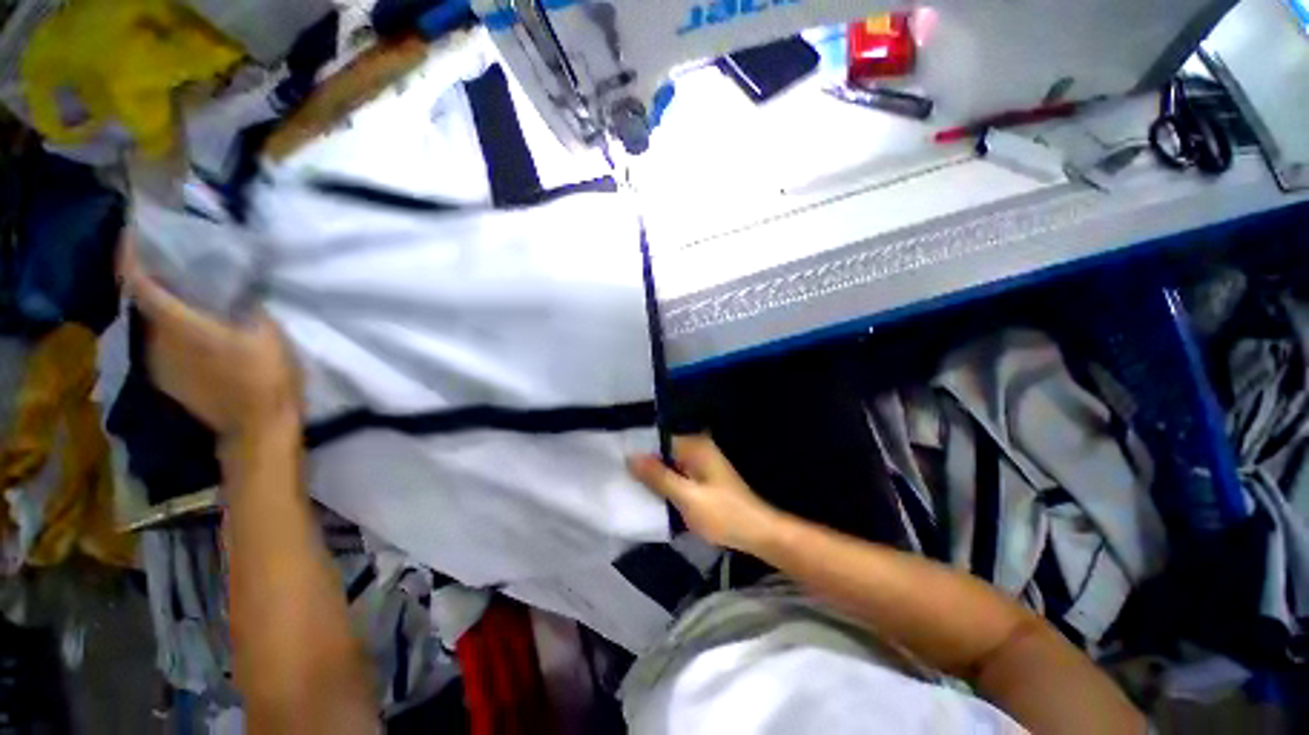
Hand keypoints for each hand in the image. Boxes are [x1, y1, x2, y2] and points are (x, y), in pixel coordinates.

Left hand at [118, 235, 300, 447]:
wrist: (257, 428)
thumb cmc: (267, 378)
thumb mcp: (270, 335)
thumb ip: (245, 308)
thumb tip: (236, 289)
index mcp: (182, 326)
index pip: (141, 284)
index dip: (131, 257)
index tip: (132, 233)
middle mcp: (160, 342)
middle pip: (143, 302)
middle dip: (151, 279)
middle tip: (171, 263)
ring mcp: (160, 364)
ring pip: (152, 325)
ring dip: (162, 307)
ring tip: (184, 295)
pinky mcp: (168, 380)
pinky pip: (160, 345)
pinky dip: (169, 330)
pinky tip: (191, 331)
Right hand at [628, 435, 781, 551]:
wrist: (757, 532)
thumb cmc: (723, 514)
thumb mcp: (687, 497)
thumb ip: (658, 477)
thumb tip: (630, 457)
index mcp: (695, 446)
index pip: (659, 437)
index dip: (638, 446)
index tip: (616, 456)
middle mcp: (697, 448)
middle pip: (663, 450)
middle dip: (643, 461)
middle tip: (617, 472)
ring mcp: (700, 463)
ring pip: (668, 463)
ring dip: (653, 473)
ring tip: (627, 481)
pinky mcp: (701, 478)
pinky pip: (676, 474)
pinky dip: (664, 482)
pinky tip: (649, 492)